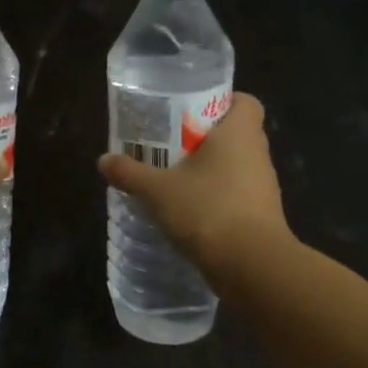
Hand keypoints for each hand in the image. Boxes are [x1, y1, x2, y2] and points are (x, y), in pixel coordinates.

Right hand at [97, 93, 294, 284]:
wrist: (251, 265)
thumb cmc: (207, 210)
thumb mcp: (157, 190)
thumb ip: (130, 173)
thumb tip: (103, 161)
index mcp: (239, 133)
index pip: (243, 101)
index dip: (221, 102)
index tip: (191, 112)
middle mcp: (258, 154)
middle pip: (235, 134)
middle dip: (204, 138)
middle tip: (171, 145)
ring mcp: (263, 187)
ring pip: (236, 166)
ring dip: (210, 171)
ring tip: (174, 179)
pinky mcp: (261, 215)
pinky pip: (237, 195)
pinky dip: (216, 198)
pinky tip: (188, 211)